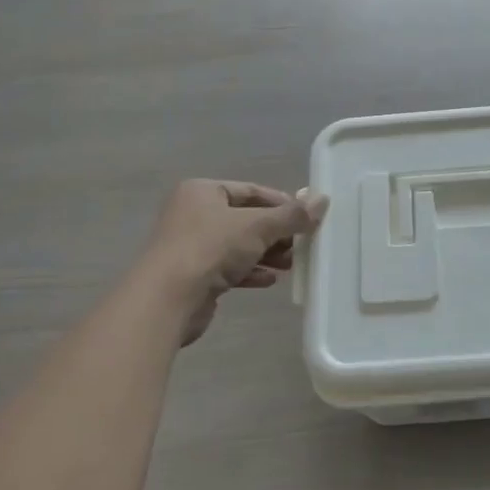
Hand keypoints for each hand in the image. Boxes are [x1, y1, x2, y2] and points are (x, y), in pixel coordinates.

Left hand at [136, 180, 328, 345]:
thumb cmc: (211, 248)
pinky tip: (270, 280)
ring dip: (266, 254)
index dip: (281, 203)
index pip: (251, 190)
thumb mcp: (258, 226)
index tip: (306, 218)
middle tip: (301, 245)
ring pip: (238, 245)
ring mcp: (190, 246)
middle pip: (245, 219)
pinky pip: (228, 268)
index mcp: (202, 192)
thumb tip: (323, 200)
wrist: (167, 298)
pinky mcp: (192, 275)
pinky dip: (250, 271)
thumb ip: (291, 215)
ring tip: (291, 265)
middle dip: (275, 233)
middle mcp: (193, 214)